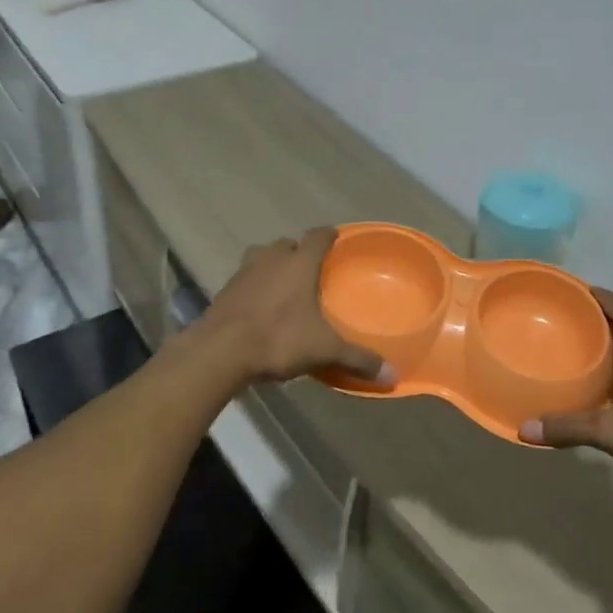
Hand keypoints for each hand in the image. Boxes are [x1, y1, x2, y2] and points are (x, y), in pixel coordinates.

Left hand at [199, 228, 393, 387]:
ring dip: (273, 266)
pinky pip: (245, 280)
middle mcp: (271, 258)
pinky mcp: (224, 290)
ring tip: (284, 287)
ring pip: (262, 258)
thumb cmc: (278, 338)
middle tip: (311, 270)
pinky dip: (254, 287)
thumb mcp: (324, 350)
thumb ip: (357, 359)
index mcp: (299, 263)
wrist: (220, 351)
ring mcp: (244, 272)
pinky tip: (260, 308)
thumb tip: (393, 376)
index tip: (336, 239)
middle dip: (299, 253)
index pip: (318, 236)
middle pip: (287, 244)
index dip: (329, 236)